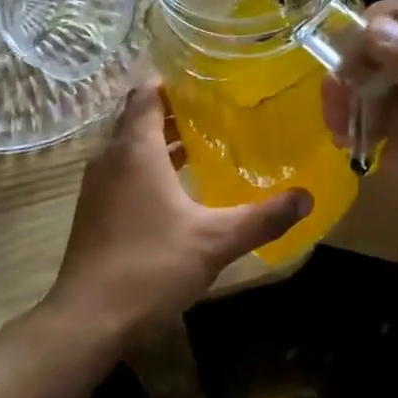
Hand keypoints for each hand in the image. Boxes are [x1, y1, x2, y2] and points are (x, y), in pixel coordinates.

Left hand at [46, 79, 311, 333]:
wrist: (90, 315)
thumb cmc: (152, 265)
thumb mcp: (216, 240)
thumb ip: (263, 217)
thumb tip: (307, 197)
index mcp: (136, 149)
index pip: (146, 94)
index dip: (172, 82)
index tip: (205, 82)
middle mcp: (110, 156)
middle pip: (136, 117)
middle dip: (171, 110)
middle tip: (213, 111)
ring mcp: (96, 184)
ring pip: (128, 146)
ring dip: (159, 141)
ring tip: (201, 144)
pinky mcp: (93, 209)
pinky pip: (121, 171)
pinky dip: (145, 167)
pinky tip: (175, 189)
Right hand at [323, 0, 397, 342]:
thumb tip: (375, 24)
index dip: (364, 34)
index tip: (344, 79)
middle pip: (382, 46)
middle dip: (350, 68)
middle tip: (336, 114)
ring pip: (374, 82)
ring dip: (349, 97)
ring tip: (340, 135)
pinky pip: (378, 119)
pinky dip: (356, 124)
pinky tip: (351, 148)